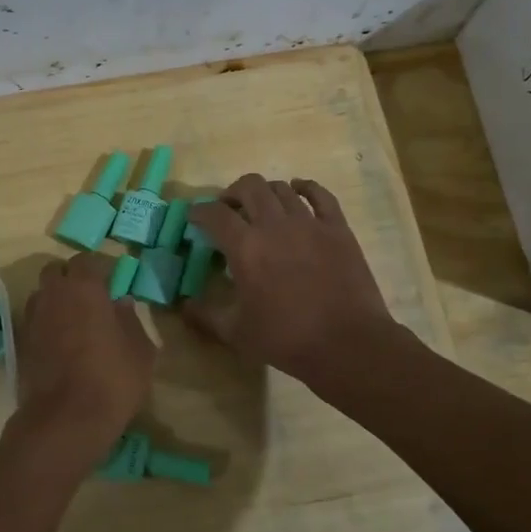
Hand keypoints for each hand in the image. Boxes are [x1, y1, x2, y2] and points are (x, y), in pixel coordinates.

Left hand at [8, 253, 156, 468]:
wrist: (66, 420)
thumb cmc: (112, 379)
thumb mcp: (140, 351)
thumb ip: (131, 320)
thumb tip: (122, 303)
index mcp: (84, 288)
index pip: (86, 260)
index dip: (99, 268)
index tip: (112, 282)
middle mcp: (53, 295)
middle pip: (56, 272)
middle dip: (71, 278)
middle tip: (91, 298)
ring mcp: (33, 319)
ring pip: (42, 295)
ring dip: (56, 300)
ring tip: (75, 321)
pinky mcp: (21, 344)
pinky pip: (35, 321)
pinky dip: (47, 324)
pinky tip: (63, 344)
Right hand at [182, 175, 397, 386]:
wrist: (347, 344)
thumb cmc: (286, 339)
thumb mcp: (235, 333)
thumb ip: (205, 315)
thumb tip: (183, 305)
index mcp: (245, 247)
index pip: (214, 214)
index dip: (199, 211)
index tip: (194, 217)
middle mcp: (274, 225)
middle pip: (249, 187)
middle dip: (232, 193)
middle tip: (228, 209)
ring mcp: (309, 223)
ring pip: (281, 188)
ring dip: (265, 192)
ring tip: (261, 206)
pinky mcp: (337, 228)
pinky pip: (320, 195)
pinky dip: (306, 187)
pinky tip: (299, 189)